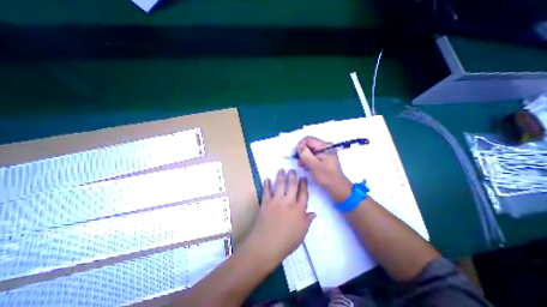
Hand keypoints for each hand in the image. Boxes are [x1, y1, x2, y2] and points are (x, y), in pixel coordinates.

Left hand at [245, 169, 316, 264]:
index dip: (304, 184)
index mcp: (299, 209)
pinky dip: (266, 184)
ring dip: (280, 175)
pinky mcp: (266, 202)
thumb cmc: (286, 242)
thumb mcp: (301, 233)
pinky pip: (266, 190)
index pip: (303, 193)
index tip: (303, 178)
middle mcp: (288, 202)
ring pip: (279, 184)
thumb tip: (314, 213)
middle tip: (292, 170)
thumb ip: (307, 221)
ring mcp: (276, 201)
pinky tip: (267, 179)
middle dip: (293, 176)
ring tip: (281, 169)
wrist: (266, 245)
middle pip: (292, 185)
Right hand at [297, 135, 352, 201]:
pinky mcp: (325, 158)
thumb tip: (299, 146)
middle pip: (309, 144)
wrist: (337, 187)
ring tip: (302, 165)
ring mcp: (326, 152)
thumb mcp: (313, 164)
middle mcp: (326, 147)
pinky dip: (309, 160)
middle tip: (299, 162)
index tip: (296, 155)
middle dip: (302, 152)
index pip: (308, 139)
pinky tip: (307, 166)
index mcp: (325, 146)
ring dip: (305, 157)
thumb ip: (305, 154)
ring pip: (311, 150)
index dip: (300, 146)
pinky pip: (314, 155)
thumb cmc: (326, 176)